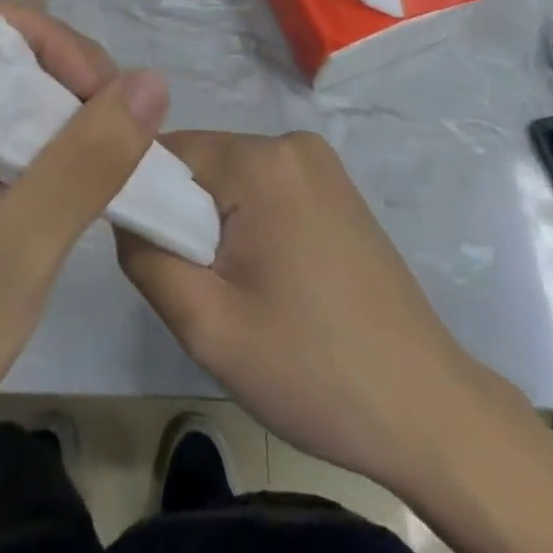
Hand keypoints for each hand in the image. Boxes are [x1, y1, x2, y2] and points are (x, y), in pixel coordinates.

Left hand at [0, 0, 168, 477]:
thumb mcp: (25, 241)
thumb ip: (90, 156)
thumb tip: (152, 81)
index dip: (54, 40)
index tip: (104, 95)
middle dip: (61, 71)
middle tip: (111, 122)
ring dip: (53, 103)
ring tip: (98, 145)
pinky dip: (34, 133)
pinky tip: (65, 170)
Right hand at [116, 130, 484, 494]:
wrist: (427, 409)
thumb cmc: (312, 368)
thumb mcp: (206, 325)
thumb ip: (145, 256)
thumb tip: (125, 213)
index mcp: (263, 161)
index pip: (169, 152)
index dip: (148, 200)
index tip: (155, 257)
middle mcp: (292, 143)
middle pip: (203, 164)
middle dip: (187, 218)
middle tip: (205, 289)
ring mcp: (320, 164)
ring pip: (232, 179)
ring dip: (218, 225)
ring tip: (241, 291)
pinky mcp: (336, 188)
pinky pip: (265, 189)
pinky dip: (251, 225)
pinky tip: (272, 281)